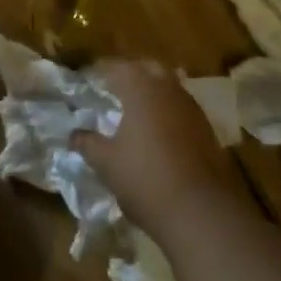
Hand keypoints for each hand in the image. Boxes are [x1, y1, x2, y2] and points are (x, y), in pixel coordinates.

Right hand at [72, 60, 240, 237]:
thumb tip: (73, 135)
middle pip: (147, 68)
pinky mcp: (207, 130)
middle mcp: (168, 89)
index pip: (115, 67)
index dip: (99, 71)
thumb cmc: (145, 179)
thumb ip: (87, 143)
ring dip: (152, 92)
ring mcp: (191, 108)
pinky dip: (167, 111)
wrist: (202, 213)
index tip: (87, 79)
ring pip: (169, 86)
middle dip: (130, 73)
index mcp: (140, 88)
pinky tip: (157, 131)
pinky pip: (181, 108)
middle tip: (112, 88)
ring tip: (134, 109)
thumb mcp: (106, 162)